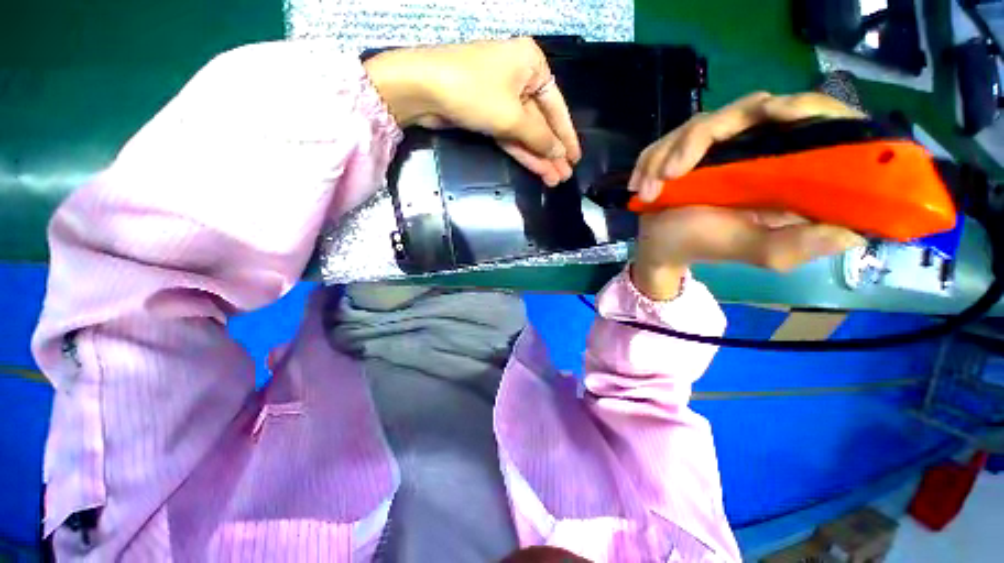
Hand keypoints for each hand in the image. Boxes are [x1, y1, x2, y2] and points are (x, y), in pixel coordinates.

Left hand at [364, 38, 580, 186]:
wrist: (422, 89)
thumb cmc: (473, 91)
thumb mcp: (513, 116)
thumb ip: (539, 137)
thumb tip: (559, 154)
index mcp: (531, 65)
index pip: (557, 106)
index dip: (567, 136)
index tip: (576, 159)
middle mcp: (519, 78)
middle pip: (541, 122)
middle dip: (552, 151)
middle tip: (564, 176)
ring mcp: (502, 98)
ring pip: (526, 133)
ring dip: (539, 157)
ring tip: (554, 180)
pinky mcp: (487, 115)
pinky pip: (511, 135)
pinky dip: (522, 152)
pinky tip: (537, 169)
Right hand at [628, 92, 868, 300]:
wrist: (661, 246)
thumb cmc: (706, 245)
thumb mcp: (757, 252)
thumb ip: (797, 244)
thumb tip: (853, 232)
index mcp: (789, 167)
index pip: (817, 119)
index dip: (807, 107)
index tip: (777, 113)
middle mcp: (760, 145)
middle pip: (752, 107)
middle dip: (705, 135)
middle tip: (675, 170)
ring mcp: (721, 142)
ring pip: (704, 121)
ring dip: (669, 154)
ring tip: (650, 190)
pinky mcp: (689, 145)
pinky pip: (672, 136)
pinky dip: (652, 159)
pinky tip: (642, 187)